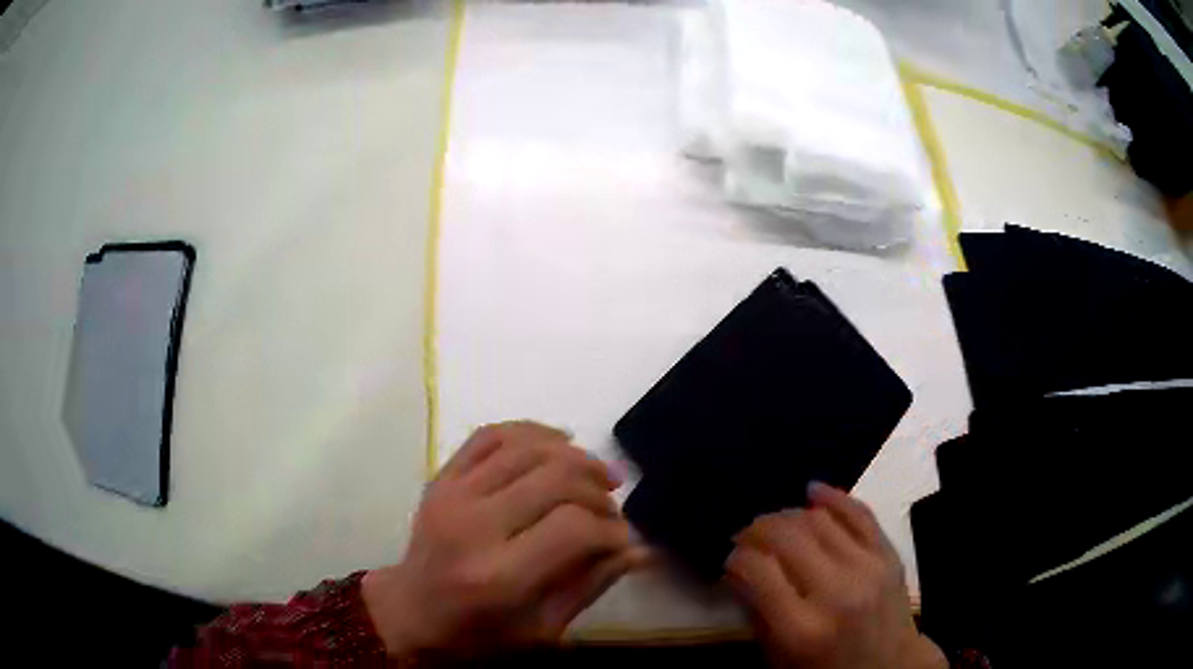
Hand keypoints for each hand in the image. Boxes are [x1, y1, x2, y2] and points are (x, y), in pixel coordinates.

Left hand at [363, 422, 643, 658]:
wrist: (412, 610)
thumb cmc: (480, 632)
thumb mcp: (543, 627)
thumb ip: (592, 585)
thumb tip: (641, 549)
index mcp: (498, 576)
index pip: (572, 527)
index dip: (610, 527)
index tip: (625, 537)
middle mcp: (472, 526)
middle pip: (555, 478)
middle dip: (597, 490)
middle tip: (612, 507)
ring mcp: (451, 494)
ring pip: (527, 447)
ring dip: (575, 455)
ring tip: (599, 474)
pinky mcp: (441, 477)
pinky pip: (490, 434)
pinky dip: (532, 430)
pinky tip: (559, 442)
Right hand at [725, 483, 945, 668]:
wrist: (889, 666)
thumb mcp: (779, 658)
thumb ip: (756, 613)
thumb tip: (736, 569)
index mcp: (802, 629)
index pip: (760, 571)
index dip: (737, 557)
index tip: (730, 557)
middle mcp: (836, 593)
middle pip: (788, 538)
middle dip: (758, 529)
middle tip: (745, 535)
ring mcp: (868, 568)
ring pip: (819, 520)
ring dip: (788, 515)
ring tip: (774, 524)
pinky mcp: (888, 555)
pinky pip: (860, 513)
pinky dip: (834, 498)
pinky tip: (812, 491)